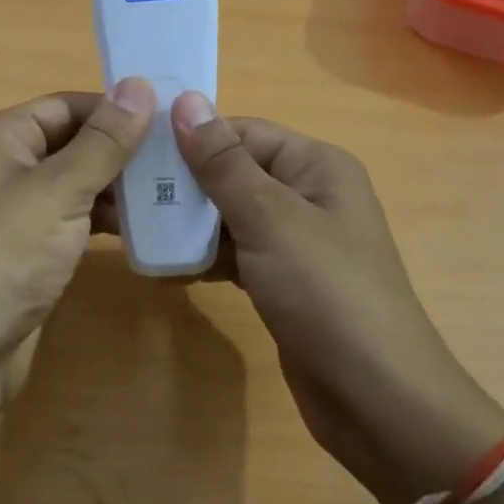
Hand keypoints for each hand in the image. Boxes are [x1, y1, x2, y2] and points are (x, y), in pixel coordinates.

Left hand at [0, 79, 155, 407]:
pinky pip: (70, 218)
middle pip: (70, 142)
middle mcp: (2, 165)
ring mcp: (13, 210)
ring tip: (170, 191)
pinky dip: (101, 218)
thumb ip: (104, 140)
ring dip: (116, 186)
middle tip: (178, 158)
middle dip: (120, 150)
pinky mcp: (26, 248)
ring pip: (74, 182)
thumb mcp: (61, 188)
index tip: (168, 119)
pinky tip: (140, 227)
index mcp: (0, 137)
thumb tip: (139, 86)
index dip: (114, 109)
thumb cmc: (8, 251)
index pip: (65, 106)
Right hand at [168, 93, 503, 503]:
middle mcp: (307, 194)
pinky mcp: (281, 281)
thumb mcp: (270, 220)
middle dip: (183, 183)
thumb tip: (185, 101)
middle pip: (233, 172)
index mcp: (315, 166)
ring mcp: (294, 241)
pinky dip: (203, 257)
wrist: (378, 402)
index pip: (242, 132)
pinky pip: (234, 254)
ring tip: (134, 228)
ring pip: (229, 215)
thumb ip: (223, 163)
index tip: (134, 149)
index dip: (191, 138)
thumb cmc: (327, 294)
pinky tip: (164, 267)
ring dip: (187, 222)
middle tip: (126, 194)